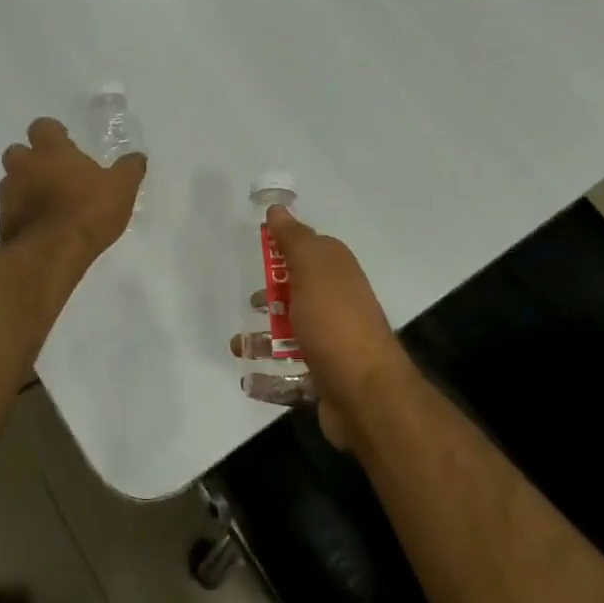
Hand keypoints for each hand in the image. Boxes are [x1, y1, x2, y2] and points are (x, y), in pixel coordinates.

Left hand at [0, 117, 145, 260]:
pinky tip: (40, 226)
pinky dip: (22, 214)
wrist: (51, 253)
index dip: (53, 133)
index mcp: (50, 150)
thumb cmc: (88, 211)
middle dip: (31, 159)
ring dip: (23, 187)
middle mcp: (23, 166)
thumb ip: (129, 169)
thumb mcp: (121, 189)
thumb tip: (138, 157)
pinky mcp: (2, 222)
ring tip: (46, 202)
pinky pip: (10, 211)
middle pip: (17, 152)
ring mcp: (8, 195)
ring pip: (10, 182)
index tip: (66, 143)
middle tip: (53, 173)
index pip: (42, 126)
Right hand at [232, 206, 408, 447]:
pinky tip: (250, 378)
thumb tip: (278, 208)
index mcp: (337, 272)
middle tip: (250, 303)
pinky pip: (290, 371)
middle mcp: (338, 303)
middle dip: (270, 298)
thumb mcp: (312, 270)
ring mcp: (332, 342)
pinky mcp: (323, 376)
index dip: (283, 249)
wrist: (365, 394)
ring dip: (264, 339)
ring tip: (239, 346)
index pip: (309, 250)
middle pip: (297, 292)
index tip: (257, 253)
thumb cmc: (334, 324)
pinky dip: (269, 375)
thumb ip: (293, 240)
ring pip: (291, 332)